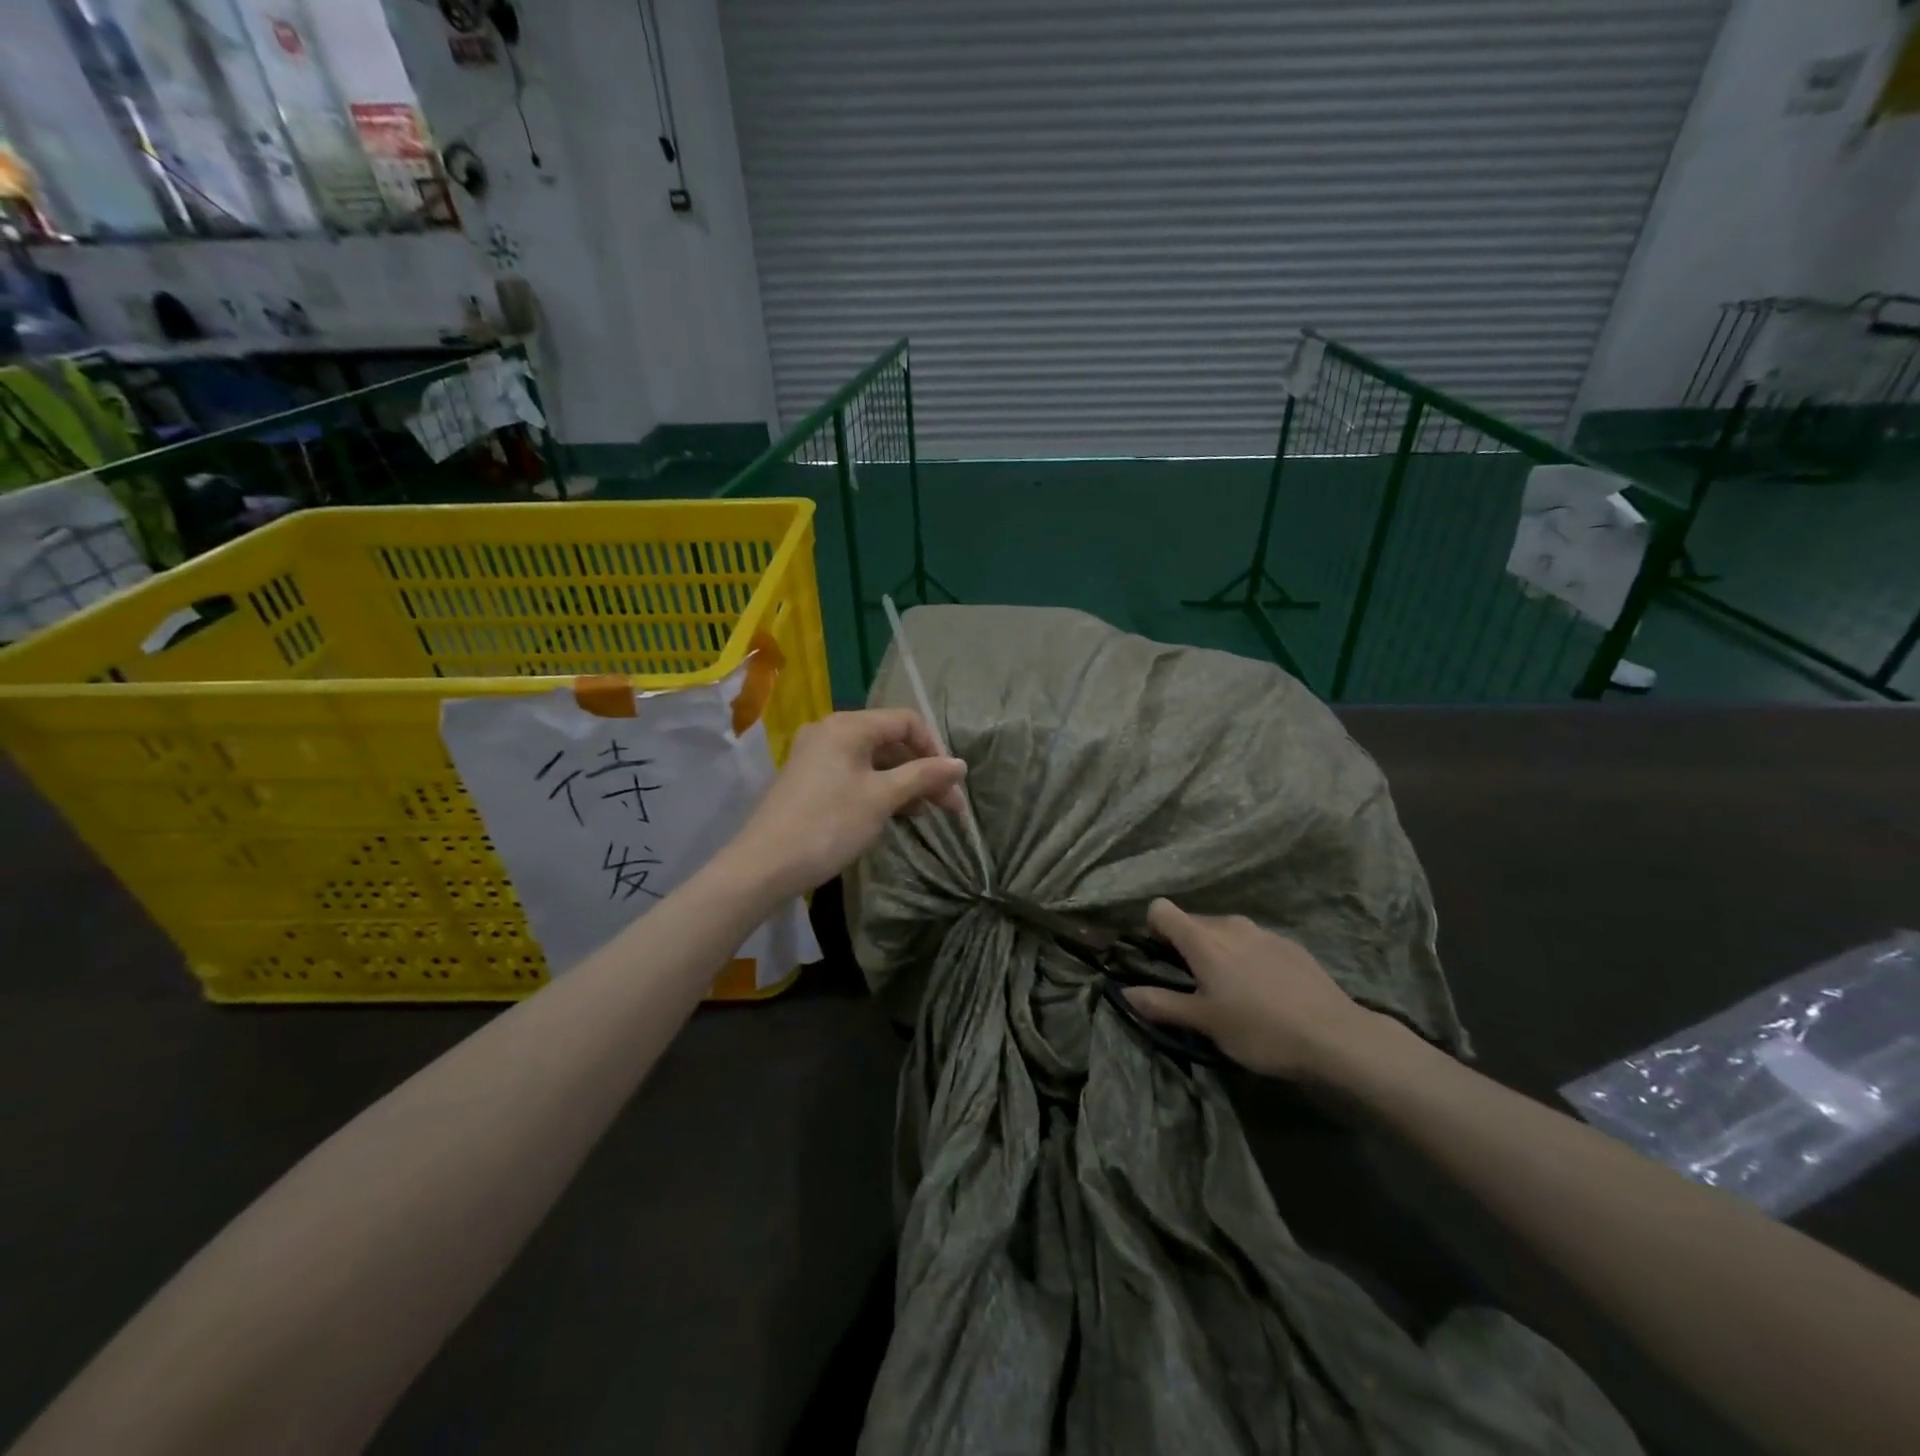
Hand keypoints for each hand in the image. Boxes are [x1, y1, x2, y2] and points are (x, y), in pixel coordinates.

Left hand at [730, 709, 966, 899]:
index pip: (906, 721)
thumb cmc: (829, 825)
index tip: (951, 783)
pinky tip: (894, 814)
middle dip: (923, 770)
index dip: (935, 748)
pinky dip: (878, 789)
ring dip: (903, 783)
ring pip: (873, 760)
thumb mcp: (882, 799)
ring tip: (924, 814)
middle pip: (890, 741)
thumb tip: (960, 764)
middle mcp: (830, 731)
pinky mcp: (808, 780)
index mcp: (848, 726)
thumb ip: (923, 776)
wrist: (764, 866)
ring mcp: (816, 756)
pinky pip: (854, 774)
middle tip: (948, 807)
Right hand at [1125, 900, 1396, 1082]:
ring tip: (1233, 991)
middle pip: (1193, 921)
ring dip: (1219, 951)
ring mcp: (1263, 932)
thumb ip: (1162, 1004)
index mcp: (1203, 939)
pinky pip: (1254, 942)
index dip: (1154, 930)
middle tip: (1196, 985)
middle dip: (1187, 945)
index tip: (1161, 959)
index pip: (1161, 909)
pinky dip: (1249, 958)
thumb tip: (1125, 992)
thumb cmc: (1260, 1030)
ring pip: (1226, 931)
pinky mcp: (1291, 945)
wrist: (1336, 1037)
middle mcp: (1230, 925)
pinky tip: (1267, 992)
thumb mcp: (1205, 1023)